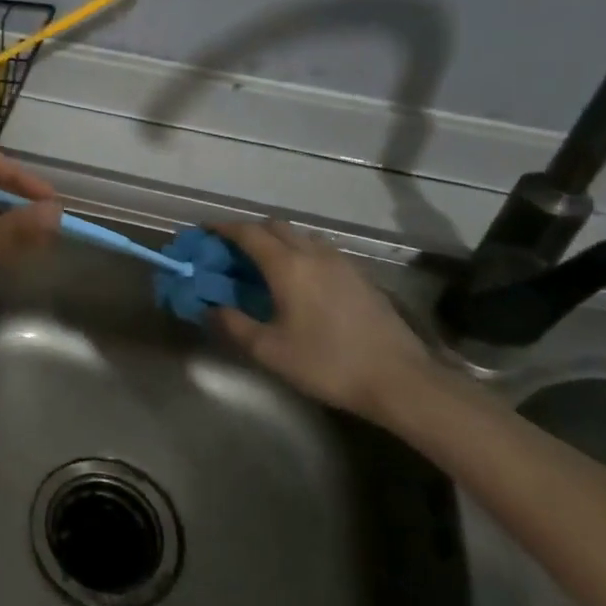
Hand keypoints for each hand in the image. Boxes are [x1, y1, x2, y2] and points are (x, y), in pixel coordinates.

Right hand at [213, 221, 437, 419]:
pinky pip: (320, 251)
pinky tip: (300, 281)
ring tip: (264, 264)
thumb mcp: (270, 351)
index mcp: (288, 265)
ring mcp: (341, 262)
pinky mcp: (360, 276)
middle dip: (250, 231)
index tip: (205, 231)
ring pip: (301, 236)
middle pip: (276, 226)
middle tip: (232, 251)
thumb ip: (234, 325)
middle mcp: (314, 253)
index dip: (223, 228)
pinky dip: (300, 253)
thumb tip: (210, 308)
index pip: (249, 233)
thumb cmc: (327, 363)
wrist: (399, 379)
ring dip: (278, 240)